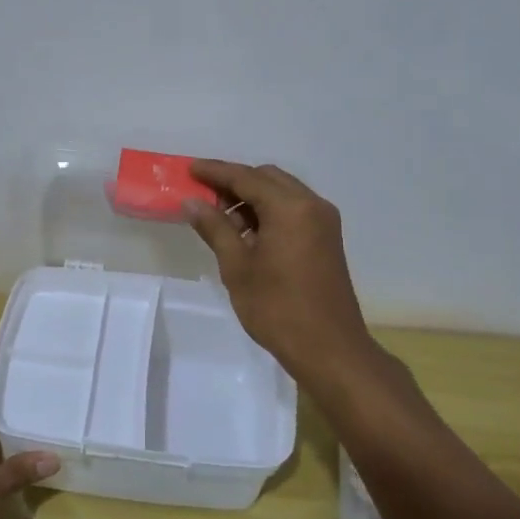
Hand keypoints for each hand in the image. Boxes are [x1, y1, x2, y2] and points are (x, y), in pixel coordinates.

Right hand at [184, 160, 376, 381]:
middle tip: (205, 199)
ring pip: (281, 193)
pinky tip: (248, 235)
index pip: (246, 177)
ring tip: (223, 222)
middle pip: (267, 178)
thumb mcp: (237, 267)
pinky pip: (294, 210)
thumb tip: (192, 202)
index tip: (190, 168)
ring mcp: (324, 221)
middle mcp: (312, 205)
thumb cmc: (277, 308)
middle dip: (235, 183)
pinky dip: (269, 212)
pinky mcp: (327, 238)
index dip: (215, 171)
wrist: (329, 349)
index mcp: (290, 208)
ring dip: (252, 198)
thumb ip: (215, 228)